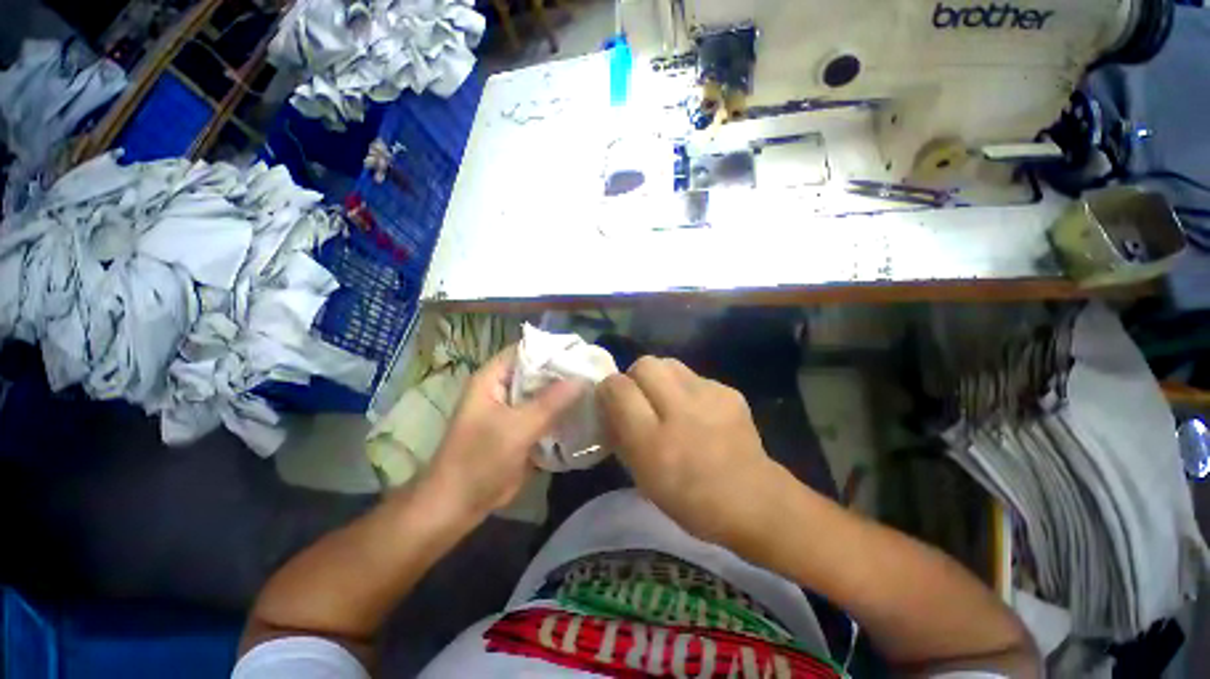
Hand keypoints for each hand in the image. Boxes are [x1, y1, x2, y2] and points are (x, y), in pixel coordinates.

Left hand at [427, 345, 581, 518]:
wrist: (458, 506)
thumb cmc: (479, 461)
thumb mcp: (517, 429)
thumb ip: (551, 402)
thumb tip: (583, 379)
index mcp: (493, 379)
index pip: (526, 350)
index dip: (552, 348)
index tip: (582, 352)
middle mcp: (503, 389)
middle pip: (537, 371)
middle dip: (564, 372)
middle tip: (595, 372)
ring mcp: (513, 410)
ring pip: (543, 394)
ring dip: (565, 394)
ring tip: (596, 390)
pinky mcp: (521, 429)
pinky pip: (545, 414)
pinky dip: (561, 413)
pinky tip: (584, 413)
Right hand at [597, 357, 790, 548]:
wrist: (753, 502)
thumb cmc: (688, 497)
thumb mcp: (641, 473)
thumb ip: (620, 433)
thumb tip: (610, 404)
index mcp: (652, 440)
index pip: (617, 387)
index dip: (609, 389)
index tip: (612, 401)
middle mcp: (680, 410)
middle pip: (644, 364)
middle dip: (635, 377)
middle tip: (641, 399)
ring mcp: (709, 396)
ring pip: (670, 364)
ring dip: (661, 378)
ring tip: (669, 401)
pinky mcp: (729, 392)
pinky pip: (695, 377)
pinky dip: (687, 388)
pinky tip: (698, 411)